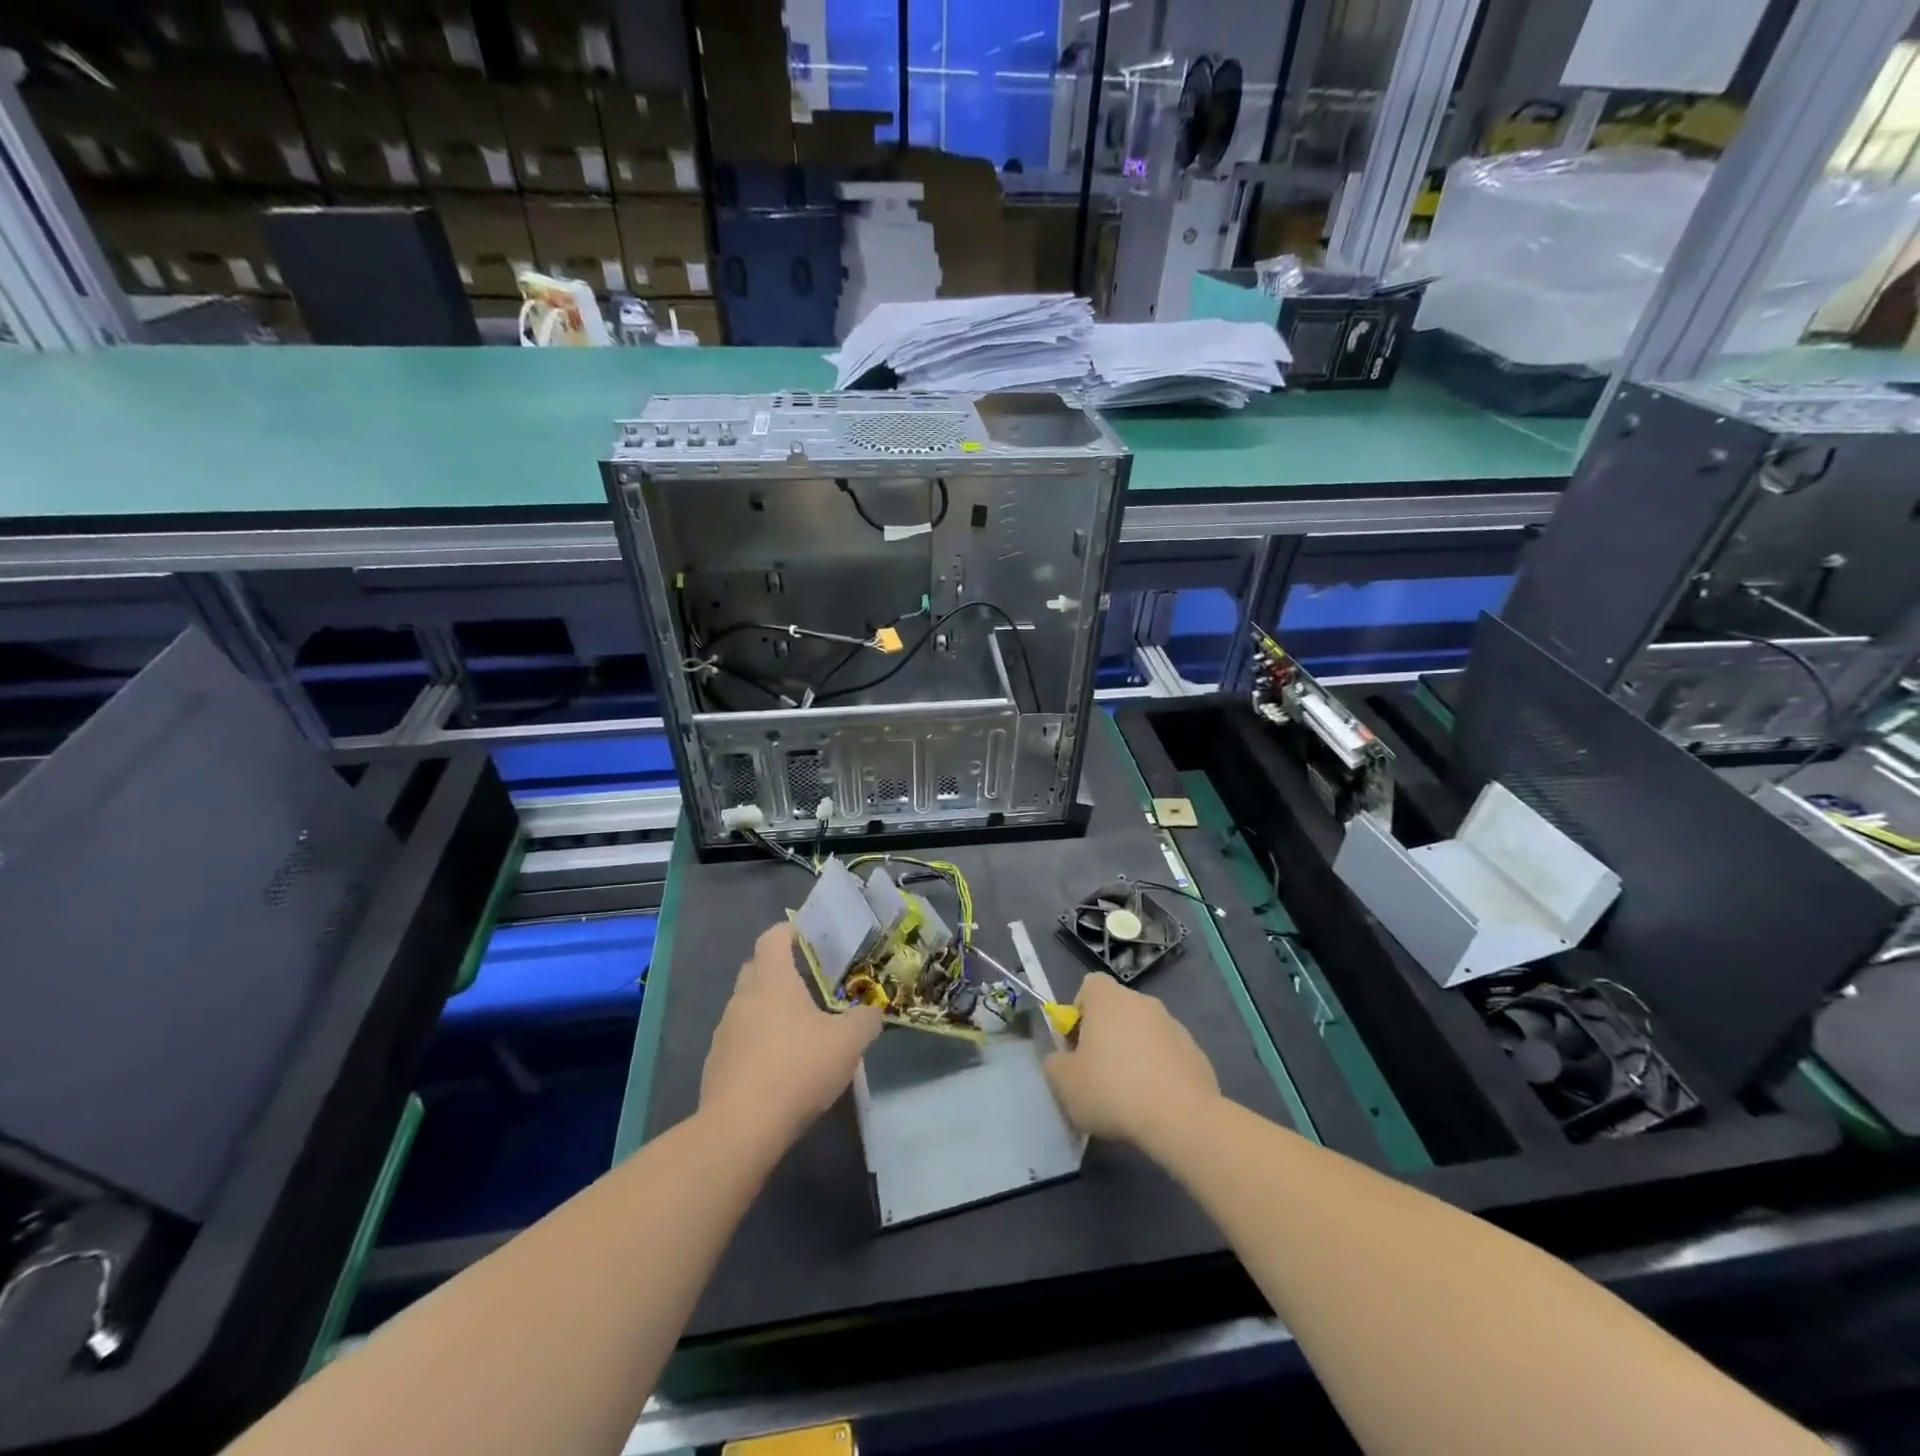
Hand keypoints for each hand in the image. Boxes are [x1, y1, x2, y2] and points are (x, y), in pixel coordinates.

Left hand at [700, 923, 883, 1150]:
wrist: (740, 1128)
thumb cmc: (797, 1069)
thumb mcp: (848, 1043)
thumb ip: (865, 1021)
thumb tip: (872, 1011)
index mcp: (772, 980)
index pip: (772, 938)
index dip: (788, 931)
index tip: (807, 936)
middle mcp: (743, 997)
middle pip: (756, 968)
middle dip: (778, 968)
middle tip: (808, 980)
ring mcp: (724, 1031)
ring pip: (746, 1005)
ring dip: (767, 1008)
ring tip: (796, 1027)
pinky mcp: (715, 1063)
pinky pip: (739, 1039)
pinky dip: (757, 1041)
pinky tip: (778, 1065)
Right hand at [1043, 973, 1219, 1148]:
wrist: (1181, 1118)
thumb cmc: (1113, 1091)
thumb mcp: (1064, 1083)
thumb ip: (1055, 1063)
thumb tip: (1063, 1060)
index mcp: (1108, 999)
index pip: (1089, 986)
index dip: (1079, 1013)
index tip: (1077, 1046)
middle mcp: (1143, 1002)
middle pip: (1117, 1010)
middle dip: (1106, 1036)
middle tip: (1098, 1074)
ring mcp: (1174, 1026)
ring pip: (1143, 1033)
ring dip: (1134, 1054)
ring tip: (1129, 1096)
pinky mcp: (1196, 1053)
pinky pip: (1168, 1055)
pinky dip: (1159, 1071)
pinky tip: (1156, 1104)